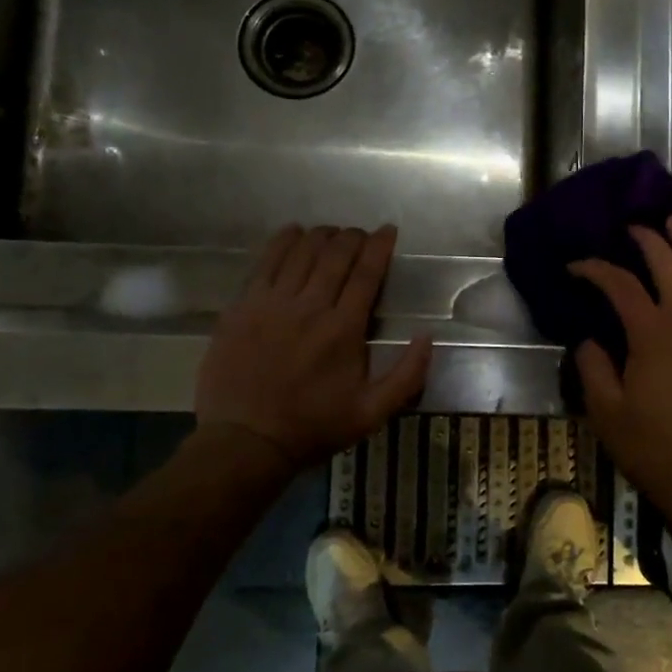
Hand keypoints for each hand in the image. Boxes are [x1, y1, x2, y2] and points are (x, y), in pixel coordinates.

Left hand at [194, 225, 432, 474]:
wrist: (244, 441)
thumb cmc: (312, 427)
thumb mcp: (372, 413)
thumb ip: (407, 376)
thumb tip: (428, 337)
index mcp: (344, 329)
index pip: (367, 273)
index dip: (380, 246)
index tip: (388, 230)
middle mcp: (310, 306)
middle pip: (335, 254)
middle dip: (354, 236)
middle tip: (361, 234)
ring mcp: (272, 302)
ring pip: (302, 251)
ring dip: (322, 236)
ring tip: (332, 234)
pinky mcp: (243, 305)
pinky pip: (266, 261)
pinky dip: (283, 241)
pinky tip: (293, 233)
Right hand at [570, 215, 671, 509]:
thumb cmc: (648, 444)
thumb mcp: (605, 409)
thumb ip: (593, 365)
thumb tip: (589, 338)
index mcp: (653, 334)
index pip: (621, 285)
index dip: (595, 270)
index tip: (575, 267)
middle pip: (669, 265)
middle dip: (648, 240)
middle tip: (631, 228)